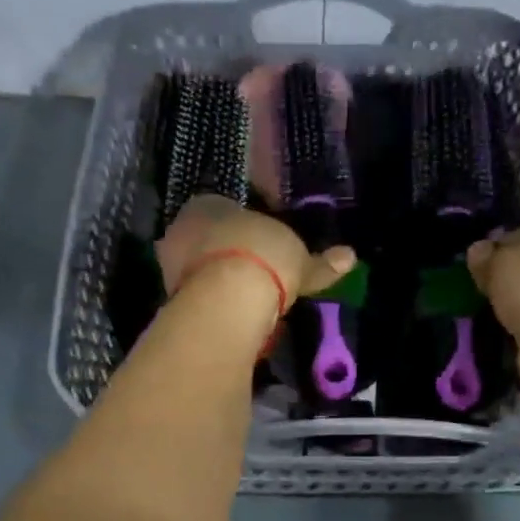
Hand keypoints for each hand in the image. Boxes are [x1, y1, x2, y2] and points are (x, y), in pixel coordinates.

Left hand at [156, 196, 356, 309]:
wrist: (227, 299)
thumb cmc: (263, 257)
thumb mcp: (300, 259)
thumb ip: (321, 262)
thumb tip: (350, 257)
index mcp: (209, 203)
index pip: (224, 210)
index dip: (244, 229)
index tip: (261, 248)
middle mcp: (181, 226)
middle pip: (206, 240)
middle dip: (225, 256)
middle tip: (252, 277)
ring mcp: (170, 263)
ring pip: (196, 270)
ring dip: (214, 282)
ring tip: (242, 302)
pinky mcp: (169, 298)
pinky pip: (195, 298)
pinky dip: (211, 306)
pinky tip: (229, 317)